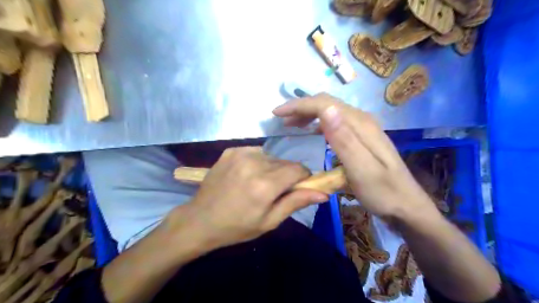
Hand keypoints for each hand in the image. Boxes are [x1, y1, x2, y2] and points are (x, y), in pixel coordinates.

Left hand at [170, 146, 325, 249]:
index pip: (298, 169)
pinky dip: (257, 162)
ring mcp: (241, 154)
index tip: (297, 187)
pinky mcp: (231, 151)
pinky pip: (256, 152)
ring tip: (258, 184)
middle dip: (286, 175)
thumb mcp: (269, 221)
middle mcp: (255, 163)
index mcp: (265, 184)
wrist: (200, 220)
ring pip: (271, 157)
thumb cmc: (237, 226)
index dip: (303, 177)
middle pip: (285, 162)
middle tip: (274, 191)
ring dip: (272, 168)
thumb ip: (296, 202)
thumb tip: (323, 193)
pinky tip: (246, 175)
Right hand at [272, 93, 434, 217]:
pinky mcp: (361, 138)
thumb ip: (344, 140)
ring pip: (330, 112)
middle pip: (327, 104)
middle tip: (281, 119)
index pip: (324, 104)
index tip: (277, 114)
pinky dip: (319, 124)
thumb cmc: (383, 192)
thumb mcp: (362, 170)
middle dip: (301, 107)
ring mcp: (362, 129)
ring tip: (292, 124)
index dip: (299, 105)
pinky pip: (335, 123)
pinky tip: (312, 132)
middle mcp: (361, 121)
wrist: (406, 206)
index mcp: (360, 125)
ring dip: (309, 114)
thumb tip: (327, 110)